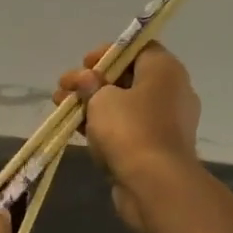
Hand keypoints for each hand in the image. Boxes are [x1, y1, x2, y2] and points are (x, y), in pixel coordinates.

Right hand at [55, 43, 201, 232]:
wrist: (155, 184)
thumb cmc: (130, 130)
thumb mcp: (101, 99)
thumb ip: (91, 85)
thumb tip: (88, 80)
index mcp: (165, 70)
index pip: (137, 48)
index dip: (107, 53)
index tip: (83, 65)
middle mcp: (171, 92)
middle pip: (127, 78)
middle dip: (92, 82)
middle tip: (64, 89)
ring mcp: (166, 123)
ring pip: (124, 106)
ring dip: (93, 106)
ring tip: (62, 109)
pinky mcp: (156, 148)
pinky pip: (127, 129)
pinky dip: (104, 127)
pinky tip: (78, 130)